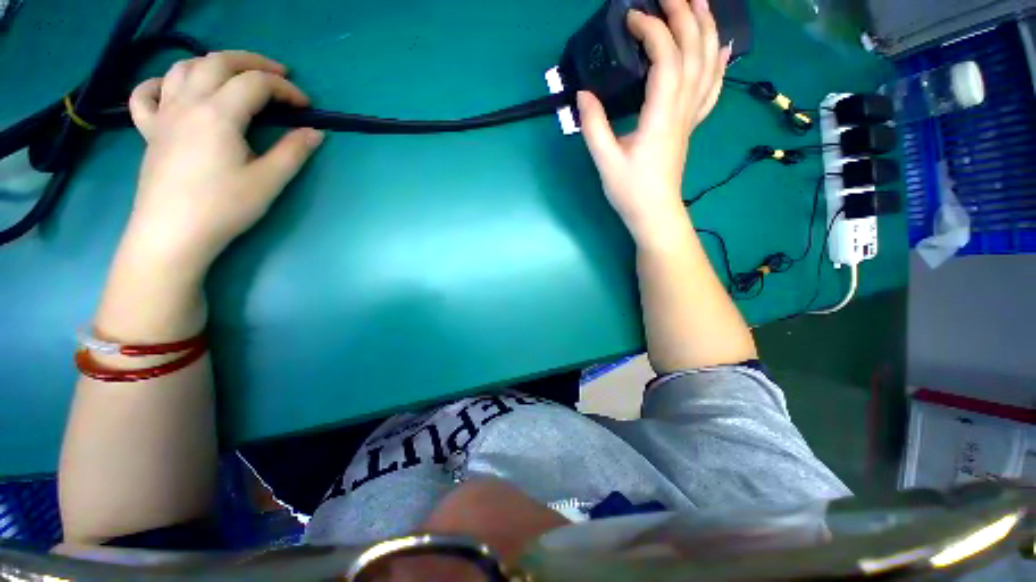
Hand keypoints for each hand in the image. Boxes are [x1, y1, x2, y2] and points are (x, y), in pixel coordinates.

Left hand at [124, 51, 323, 277]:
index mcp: (219, 114)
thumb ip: (293, 152)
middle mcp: (188, 103)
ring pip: (183, 68)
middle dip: (252, 62)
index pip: (256, 84)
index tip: (306, 107)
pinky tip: (174, 89)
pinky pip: (146, 95)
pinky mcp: (150, 131)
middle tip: (277, 75)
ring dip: (212, 64)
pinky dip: (161, 83)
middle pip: (218, 62)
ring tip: (233, 76)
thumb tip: (315, 132)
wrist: (173, 233)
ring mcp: (164, 115)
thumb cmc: (224, 207)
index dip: (286, 90)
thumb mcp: (268, 181)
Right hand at [577, 0, 729, 244]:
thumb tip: (583, 94)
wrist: (654, 213)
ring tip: (699, 2)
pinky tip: (721, 45)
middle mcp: (682, 110)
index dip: (653, 31)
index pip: (667, 60)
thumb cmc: (630, 191)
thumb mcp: (605, 161)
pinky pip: (713, 88)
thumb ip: (594, 126)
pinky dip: (720, 62)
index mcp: (660, 117)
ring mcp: (690, 117)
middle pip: (694, 52)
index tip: (632, 18)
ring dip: (706, 29)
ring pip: (708, 65)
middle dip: (684, 16)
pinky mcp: (690, 125)